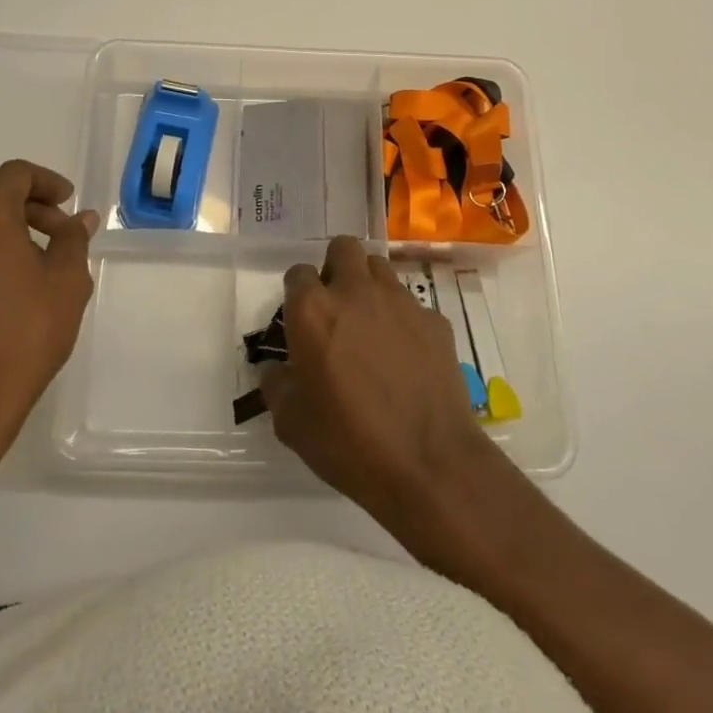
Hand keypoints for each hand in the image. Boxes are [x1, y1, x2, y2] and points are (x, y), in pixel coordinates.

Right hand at [260, 236, 494, 520]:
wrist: (429, 464)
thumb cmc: (349, 443)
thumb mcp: (291, 424)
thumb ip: (278, 385)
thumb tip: (281, 371)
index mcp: (313, 310)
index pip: (298, 273)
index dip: (298, 293)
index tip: (301, 320)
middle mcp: (355, 292)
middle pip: (342, 248)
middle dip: (336, 268)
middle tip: (336, 306)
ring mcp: (400, 302)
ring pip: (379, 267)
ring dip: (369, 285)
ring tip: (371, 325)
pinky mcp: (435, 320)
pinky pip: (412, 304)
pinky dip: (404, 320)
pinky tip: (406, 355)